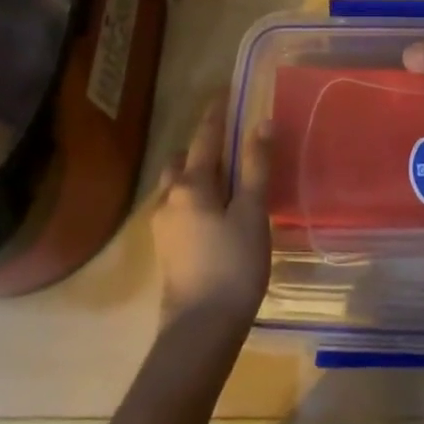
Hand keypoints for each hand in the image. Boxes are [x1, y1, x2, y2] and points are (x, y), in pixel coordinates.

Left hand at [151, 93, 270, 339]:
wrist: (200, 329)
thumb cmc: (233, 265)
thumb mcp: (252, 212)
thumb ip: (255, 166)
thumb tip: (260, 122)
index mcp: (191, 184)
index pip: (205, 137)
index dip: (216, 114)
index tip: (224, 93)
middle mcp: (169, 197)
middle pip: (183, 159)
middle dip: (202, 145)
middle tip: (228, 140)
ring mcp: (163, 225)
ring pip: (175, 184)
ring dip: (194, 171)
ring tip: (222, 176)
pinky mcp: (166, 248)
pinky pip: (177, 206)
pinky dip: (192, 195)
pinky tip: (211, 210)